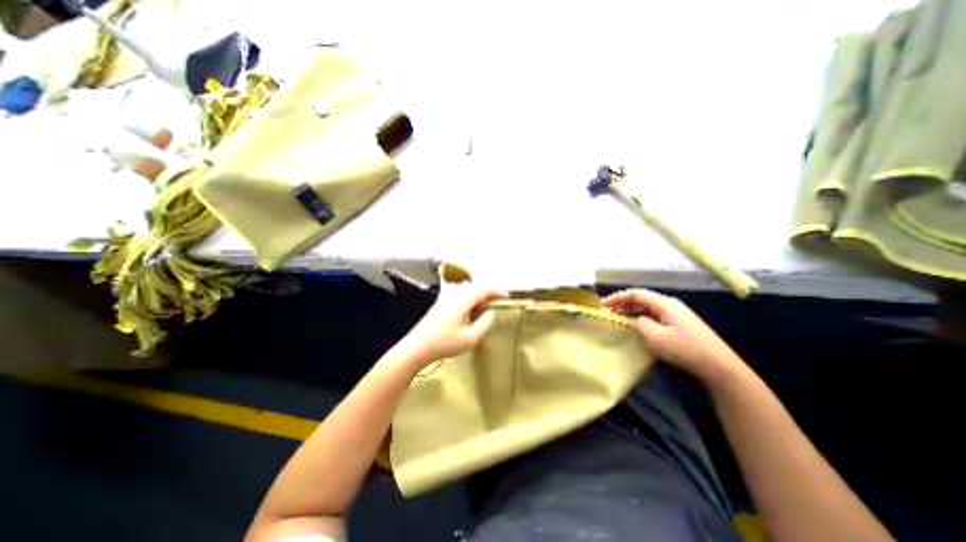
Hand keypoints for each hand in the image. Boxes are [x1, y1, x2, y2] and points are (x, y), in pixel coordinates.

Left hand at [394, 284, 511, 368]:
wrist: (417, 347)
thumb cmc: (445, 343)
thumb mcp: (470, 338)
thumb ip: (484, 323)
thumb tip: (491, 311)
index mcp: (462, 300)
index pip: (483, 289)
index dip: (497, 291)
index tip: (507, 297)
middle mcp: (453, 294)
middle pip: (474, 286)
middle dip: (487, 292)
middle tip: (496, 302)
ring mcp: (444, 297)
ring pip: (465, 288)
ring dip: (476, 294)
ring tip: (482, 306)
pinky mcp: (439, 303)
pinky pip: (457, 293)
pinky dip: (466, 297)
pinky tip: (466, 309)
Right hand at [601, 289, 745, 385]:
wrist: (719, 366)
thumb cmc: (685, 349)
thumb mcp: (656, 337)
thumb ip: (640, 323)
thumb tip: (637, 319)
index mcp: (665, 304)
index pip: (636, 294)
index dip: (617, 297)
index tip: (603, 305)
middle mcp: (671, 304)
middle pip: (642, 298)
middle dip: (623, 303)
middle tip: (609, 312)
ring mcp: (677, 314)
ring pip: (648, 307)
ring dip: (632, 310)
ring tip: (619, 318)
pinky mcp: (680, 323)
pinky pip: (655, 315)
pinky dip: (642, 317)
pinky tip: (637, 325)